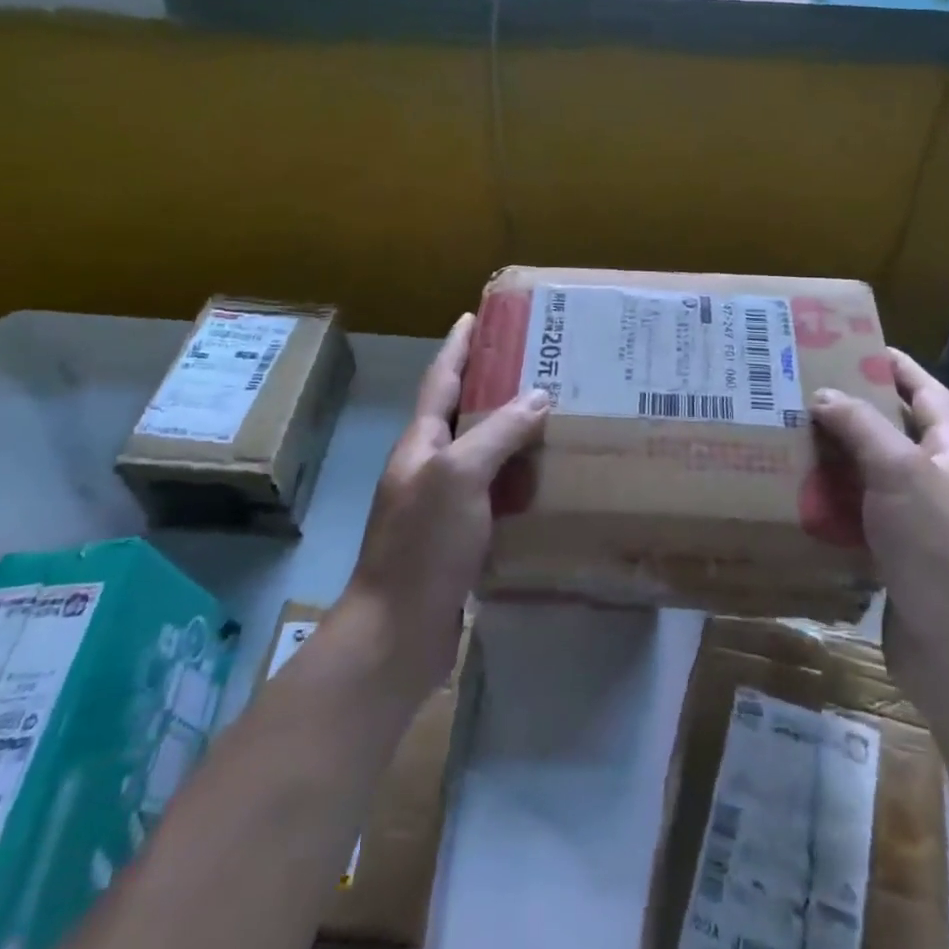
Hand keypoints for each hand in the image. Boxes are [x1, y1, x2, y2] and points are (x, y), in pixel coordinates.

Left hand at [343, 314, 550, 691]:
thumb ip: (497, 433)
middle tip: (534, 364)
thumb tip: (537, 396)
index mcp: (421, 444)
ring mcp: (442, 504)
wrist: (398, 632)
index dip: (457, 346)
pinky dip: (517, 480)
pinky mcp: (459, 539)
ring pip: (481, 455)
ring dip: (509, 433)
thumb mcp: (460, 476)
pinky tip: (545, 481)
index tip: (474, 315)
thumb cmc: (424, 544)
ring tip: (550, 416)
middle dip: (491, 385)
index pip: (440, 379)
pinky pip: (493, 495)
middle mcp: (428, 467)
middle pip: (461, 413)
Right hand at [810, 349, 948, 698]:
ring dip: (836, 457)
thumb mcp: (900, 473)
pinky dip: (832, 502)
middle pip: (894, 433)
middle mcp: (938, 483)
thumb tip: (824, 395)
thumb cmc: (937, 548)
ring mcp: (918, 522)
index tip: (858, 346)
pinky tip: (798, 495)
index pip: (927, 395)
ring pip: (870, 475)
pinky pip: (858, 515)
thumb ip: (862, 428)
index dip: (898, 368)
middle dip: (854, 411)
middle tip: (805, 391)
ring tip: (791, 436)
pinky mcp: (895, 556)